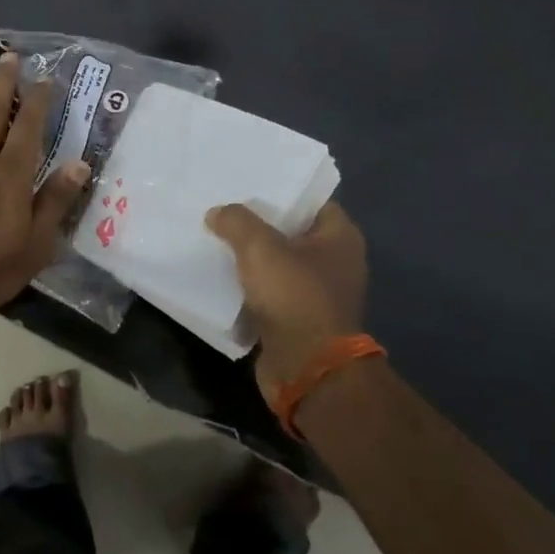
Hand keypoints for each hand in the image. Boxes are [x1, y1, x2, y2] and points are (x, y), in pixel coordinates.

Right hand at [206, 202, 369, 400]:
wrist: (306, 369)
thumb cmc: (294, 296)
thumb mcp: (259, 247)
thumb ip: (236, 221)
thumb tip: (218, 213)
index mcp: (340, 236)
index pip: (310, 200)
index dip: (280, 190)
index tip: (247, 183)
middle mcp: (335, 262)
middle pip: (291, 230)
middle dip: (258, 222)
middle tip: (223, 207)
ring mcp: (318, 292)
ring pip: (277, 262)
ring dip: (250, 255)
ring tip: (214, 236)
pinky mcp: (298, 318)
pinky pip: (269, 291)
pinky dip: (249, 284)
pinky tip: (220, 272)